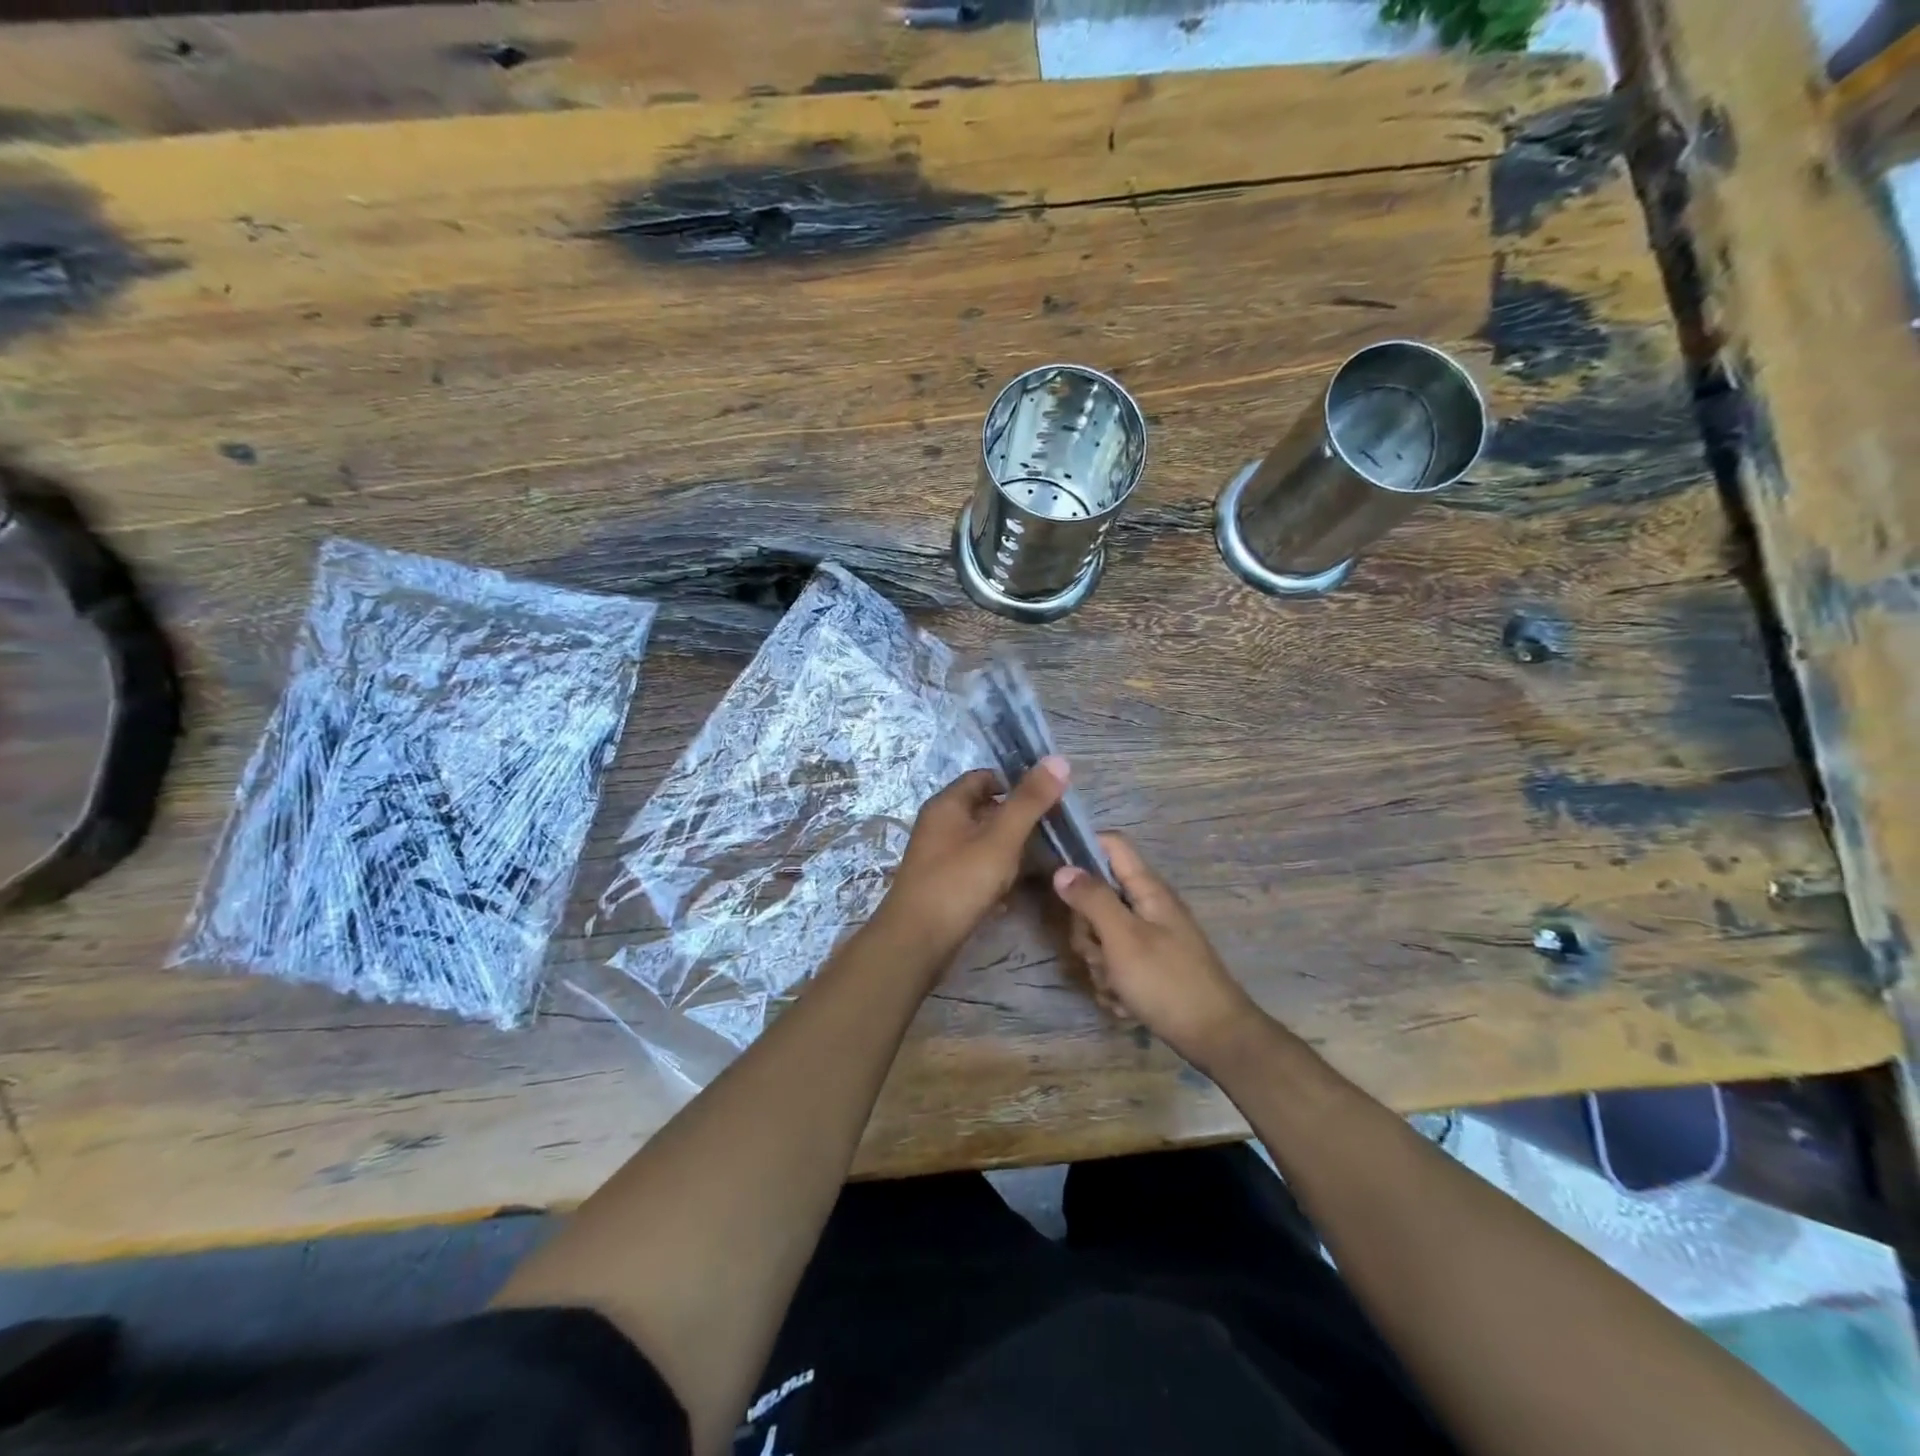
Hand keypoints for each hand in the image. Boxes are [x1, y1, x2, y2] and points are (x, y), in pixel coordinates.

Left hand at [880, 760, 1069, 956]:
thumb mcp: (1001, 838)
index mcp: (947, 804)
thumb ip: (1029, 801)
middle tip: (1050, 832)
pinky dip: (994, 875)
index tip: (1047, 798)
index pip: (984, 777)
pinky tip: (1012, 893)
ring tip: (1038, 863)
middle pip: (984, 809)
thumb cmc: (959, 882)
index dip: (1016, 783)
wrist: (917, 941)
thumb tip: (1058, 759)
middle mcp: (938, 825)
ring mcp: (937, 856)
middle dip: (1016, 818)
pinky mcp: (941, 884)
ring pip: (981, 842)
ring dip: (1008, 849)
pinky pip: (974, 869)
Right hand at [1053, 834, 1261, 1069]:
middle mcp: (1147, 908)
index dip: (1082, 849)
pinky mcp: (1148, 968)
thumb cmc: (1167, 981)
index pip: (1111, 845)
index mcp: (1147, 889)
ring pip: (1101, 937)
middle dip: (1088, 930)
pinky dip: (1114, 985)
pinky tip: (1125, 1002)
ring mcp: (1148, 939)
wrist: (1215, 1038)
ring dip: (1100, 965)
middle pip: (1097, 898)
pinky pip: (1114, 966)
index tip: (1057, 876)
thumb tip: (1062, 868)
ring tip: (1117, 986)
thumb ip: (1092, 900)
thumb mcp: (1123, 937)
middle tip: (1100, 952)